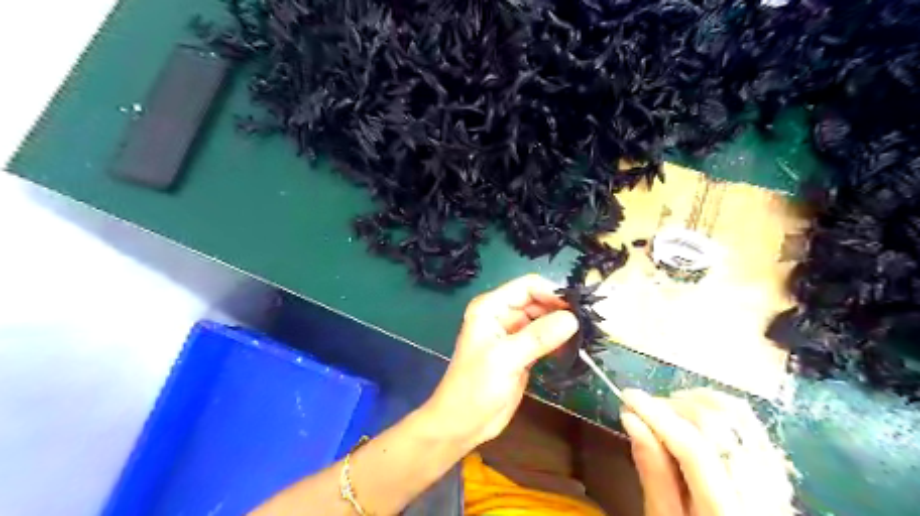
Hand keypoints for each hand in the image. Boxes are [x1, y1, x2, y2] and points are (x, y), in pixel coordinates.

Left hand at [422, 277, 572, 449]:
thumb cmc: (475, 387)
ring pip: (544, 319)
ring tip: (585, 335)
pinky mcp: (522, 352)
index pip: (527, 286)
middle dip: (560, 309)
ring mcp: (513, 334)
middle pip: (538, 301)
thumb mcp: (505, 359)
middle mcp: (502, 315)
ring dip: (562, 325)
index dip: (552, 293)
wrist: (462, 423)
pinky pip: (544, 338)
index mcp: (491, 307)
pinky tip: (573, 348)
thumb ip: (538, 337)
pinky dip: (558, 340)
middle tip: (587, 323)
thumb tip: (572, 319)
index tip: (576, 309)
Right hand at [622, 387, 793, 515]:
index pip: (693, 448)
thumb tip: (632, 420)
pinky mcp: (773, 467)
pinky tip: (692, 414)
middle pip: (716, 424)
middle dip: (672, 406)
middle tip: (642, 409)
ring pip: (736, 414)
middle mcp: (759, 490)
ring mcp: (772, 476)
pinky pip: (748, 422)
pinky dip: (716, 408)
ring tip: (665, 409)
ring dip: (693, 401)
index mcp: (726, 510)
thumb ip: (653, 473)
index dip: (657, 415)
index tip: (628, 396)